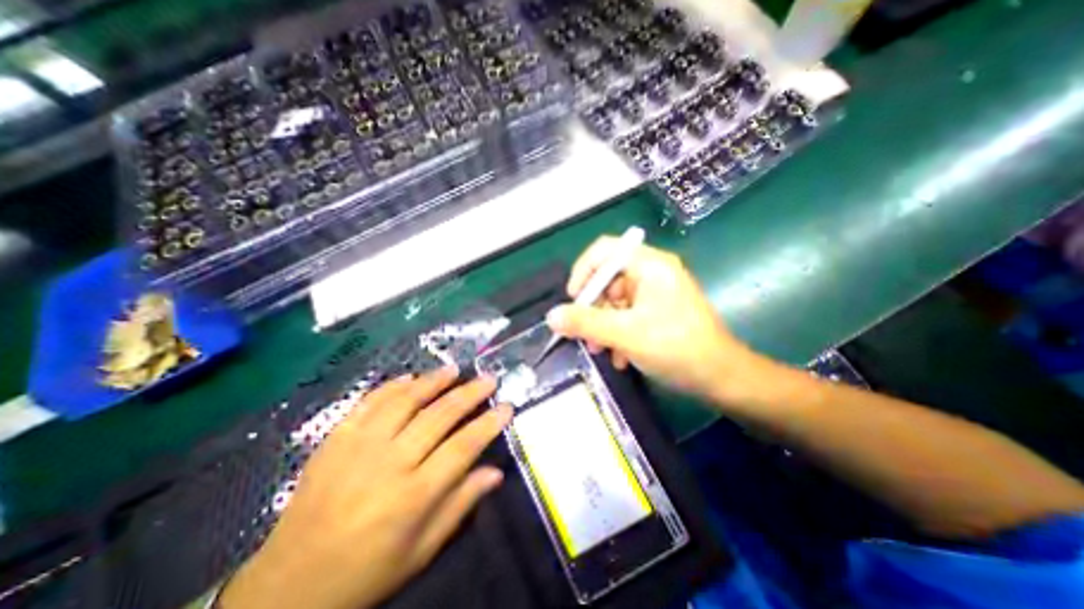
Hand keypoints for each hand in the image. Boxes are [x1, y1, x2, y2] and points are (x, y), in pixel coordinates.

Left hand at [218, 366, 513, 607]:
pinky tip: (409, 377)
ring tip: (454, 369)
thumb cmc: (367, 572)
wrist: (288, 586)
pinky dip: (391, 386)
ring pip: (405, 401)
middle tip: (488, 378)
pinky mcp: (335, 440)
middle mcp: (389, 463)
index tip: (506, 406)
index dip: (489, 423)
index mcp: (414, 496)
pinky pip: (368, 403)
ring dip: (433, 381)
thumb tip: (496, 472)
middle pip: (439, 416)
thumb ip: (461, 505)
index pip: (464, 446)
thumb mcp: (422, 550)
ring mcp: (359, 447)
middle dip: (469, 393)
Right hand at [548, 238, 756, 403]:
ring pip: (614, 301)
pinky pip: (627, 315)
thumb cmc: (677, 348)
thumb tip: (551, 316)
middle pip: (607, 279)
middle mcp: (652, 273)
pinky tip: (620, 356)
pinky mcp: (658, 311)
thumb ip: (586, 323)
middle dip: (593, 309)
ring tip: (601, 351)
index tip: (573, 301)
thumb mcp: (626, 334)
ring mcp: (655, 293)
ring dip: (603, 326)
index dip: (583, 272)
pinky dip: (618, 333)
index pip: (605, 251)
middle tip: (585, 335)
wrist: (722, 378)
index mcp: (650, 265)